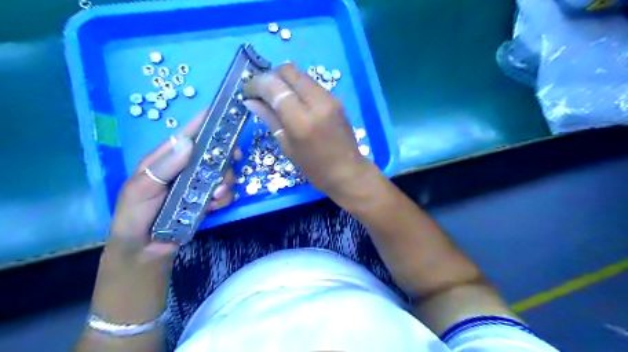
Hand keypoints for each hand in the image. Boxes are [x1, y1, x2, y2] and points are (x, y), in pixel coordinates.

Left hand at [91, 109, 241, 322]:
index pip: (186, 135)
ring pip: (224, 172)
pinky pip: (226, 192)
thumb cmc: (134, 220)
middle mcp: (185, 168)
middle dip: (225, 157)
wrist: (145, 254)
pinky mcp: (208, 200)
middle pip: (213, 152)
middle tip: (232, 161)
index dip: (204, 122)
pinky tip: (214, 207)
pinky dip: (225, 198)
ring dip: (226, 182)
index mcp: (165, 160)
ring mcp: (198, 185)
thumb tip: (187, 142)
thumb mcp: (139, 192)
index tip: (224, 112)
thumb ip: (161, 168)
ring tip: (215, 198)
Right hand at [244, 63, 371, 197]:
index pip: (274, 86)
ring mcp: (330, 97)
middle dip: (270, 77)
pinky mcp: (336, 98)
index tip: (248, 93)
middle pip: (288, 71)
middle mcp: (317, 101)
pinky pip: (311, 83)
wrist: (348, 172)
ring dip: (284, 81)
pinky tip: (294, 102)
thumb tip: (251, 101)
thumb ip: (270, 119)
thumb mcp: (287, 146)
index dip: (256, 84)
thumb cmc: (314, 168)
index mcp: (301, 120)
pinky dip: (298, 87)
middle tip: (262, 93)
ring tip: (276, 97)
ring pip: (300, 74)